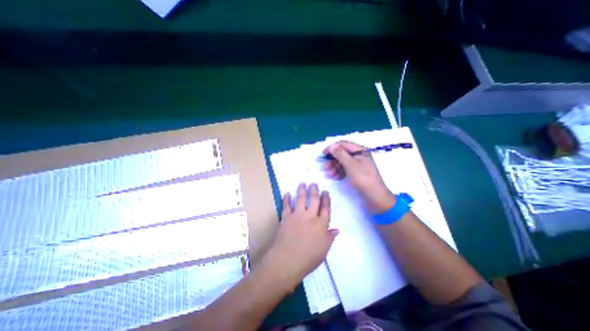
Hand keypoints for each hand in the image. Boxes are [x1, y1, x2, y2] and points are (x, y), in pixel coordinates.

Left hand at [265, 182, 339, 287]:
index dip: (326, 198)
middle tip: (314, 183)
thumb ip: (330, 238)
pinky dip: (286, 199)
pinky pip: (286, 205)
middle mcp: (310, 216)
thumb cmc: (309, 258)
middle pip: (314, 199)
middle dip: (314, 190)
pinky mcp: (286, 217)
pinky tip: (287, 193)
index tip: (325, 191)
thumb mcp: (324, 250)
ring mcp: (297, 215)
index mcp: (321, 224)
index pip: (326, 208)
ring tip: (303, 183)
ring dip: (302, 190)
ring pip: (300, 199)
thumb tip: (336, 229)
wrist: (288, 261)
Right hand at [322, 140, 395, 213]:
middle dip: (332, 160)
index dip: (333, 148)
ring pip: (343, 162)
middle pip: (342, 154)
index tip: (323, 154)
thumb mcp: (351, 165)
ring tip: (328, 174)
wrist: (375, 196)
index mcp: (360, 151)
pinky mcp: (356, 173)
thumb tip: (332, 146)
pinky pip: (345, 169)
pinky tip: (334, 177)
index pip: (343, 144)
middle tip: (325, 167)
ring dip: (334, 167)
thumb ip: (340, 154)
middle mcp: (359, 156)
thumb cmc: (363, 178)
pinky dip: (339, 172)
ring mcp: (358, 165)